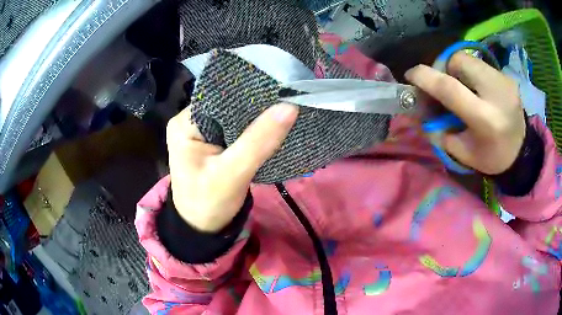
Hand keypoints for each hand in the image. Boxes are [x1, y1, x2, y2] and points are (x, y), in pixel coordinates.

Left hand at [166, 104, 298, 231]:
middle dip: (255, 105)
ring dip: (256, 117)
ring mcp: (202, 131)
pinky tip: (272, 125)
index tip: (279, 90)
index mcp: (184, 123)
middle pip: (227, 105)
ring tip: (283, 108)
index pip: (219, 97)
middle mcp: (190, 121)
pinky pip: (236, 129)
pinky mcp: (213, 142)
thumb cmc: (209, 204)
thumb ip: (259, 141)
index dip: (248, 92)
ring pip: (234, 116)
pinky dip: (253, 129)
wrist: (203, 228)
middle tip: (286, 99)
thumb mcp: (232, 174)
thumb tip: (289, 107)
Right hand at [405, 52, 524, 174]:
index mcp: (485, 119)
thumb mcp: (463, 152)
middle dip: (445, 69)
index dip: (426, 77)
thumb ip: (439, 132)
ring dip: (458, 69)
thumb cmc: (492, 156)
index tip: (411, 75)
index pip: (450, 88)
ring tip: (463, 87)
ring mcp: (504, 80)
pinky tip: (477, 89)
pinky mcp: (507, 75)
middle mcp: (496, 93)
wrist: (522, 151)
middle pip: (458, 61)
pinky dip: (472, 72)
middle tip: (446, 85)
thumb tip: (419, 115)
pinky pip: (480, 64)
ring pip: (469, 58)